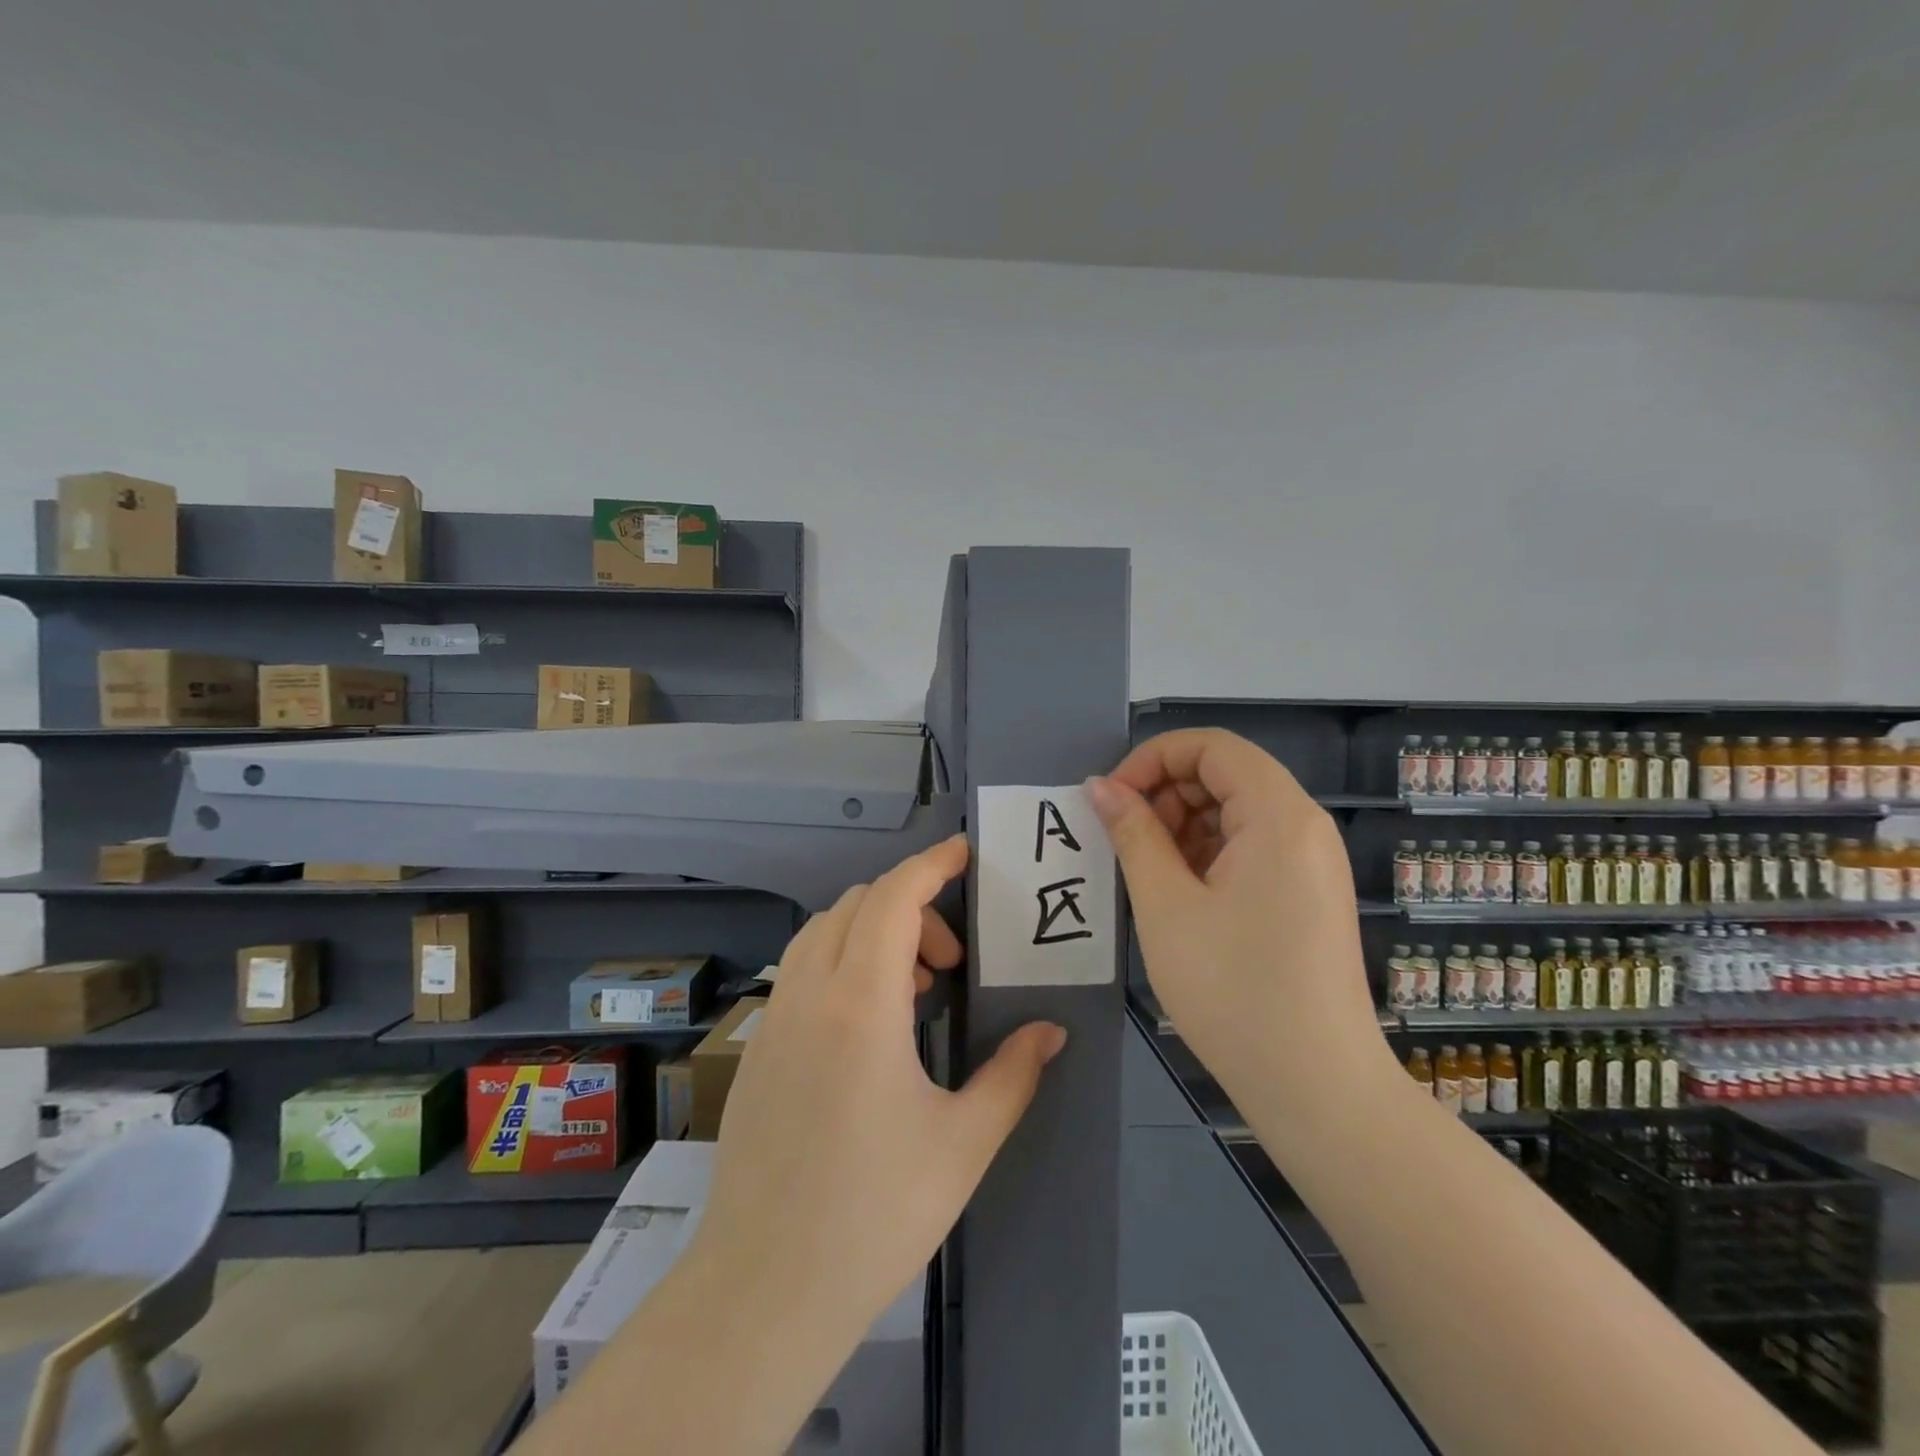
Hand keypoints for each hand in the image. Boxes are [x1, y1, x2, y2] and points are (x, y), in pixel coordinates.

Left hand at [690, 834, 1067, 1343]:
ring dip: (872, 931)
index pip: (894, 899)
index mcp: (861, 1005)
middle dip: (912, 906)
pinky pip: (801, 968)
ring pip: (823, 931)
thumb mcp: (963, 1144)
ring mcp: (775, 1018)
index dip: (931, 864)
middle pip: (858, 904)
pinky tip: (869, 1024)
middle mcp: (810, 994)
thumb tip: (1051, 1030)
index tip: (965, 854)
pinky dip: (840, 959)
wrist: (764, 1290)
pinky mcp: (759, 1046)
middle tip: (952, 962)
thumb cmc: (875, 1214)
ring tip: (914, 989)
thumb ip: (1013, 1074)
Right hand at [1087, 728, 1389, 1100]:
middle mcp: (1304, 826)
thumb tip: (1101, 787)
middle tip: (1123, 839)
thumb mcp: (1166, 905)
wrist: (1317, 1088)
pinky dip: (1207, 854)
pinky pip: (1250, 848)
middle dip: (1165, 792)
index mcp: (1279, 815)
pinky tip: (1178, 893)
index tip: (1113, 799)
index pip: (1211, 746)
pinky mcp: (1307, 895)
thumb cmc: (1234, 989)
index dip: (1153, 758)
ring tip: (1146, 872)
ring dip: (1182, 825)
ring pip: (1235, 812)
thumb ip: (1132, 833)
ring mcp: (1311, 863)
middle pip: (1226, 774)